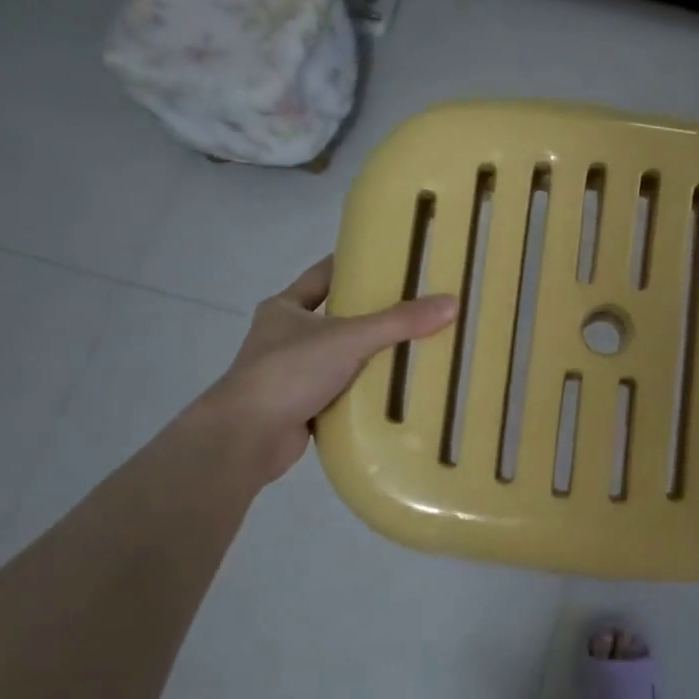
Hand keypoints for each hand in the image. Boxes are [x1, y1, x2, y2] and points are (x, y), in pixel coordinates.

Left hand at [196, 256, 456, 482]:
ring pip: (342, 358)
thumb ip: (399, 321)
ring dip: (371, 357)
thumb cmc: (289, 371)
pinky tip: (397, 391)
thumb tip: (451, 302)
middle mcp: (286, 337)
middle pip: (338, 318)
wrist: (247, 436)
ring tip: (417, 349)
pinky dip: (365, 392)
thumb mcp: (349, 337)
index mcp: (286, 308)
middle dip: (374, 315)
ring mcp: (292, 374)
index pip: (324, 275)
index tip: (392, 262)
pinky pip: (342, 392)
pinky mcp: (302, 407)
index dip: (355, 266)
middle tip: (418, 308)